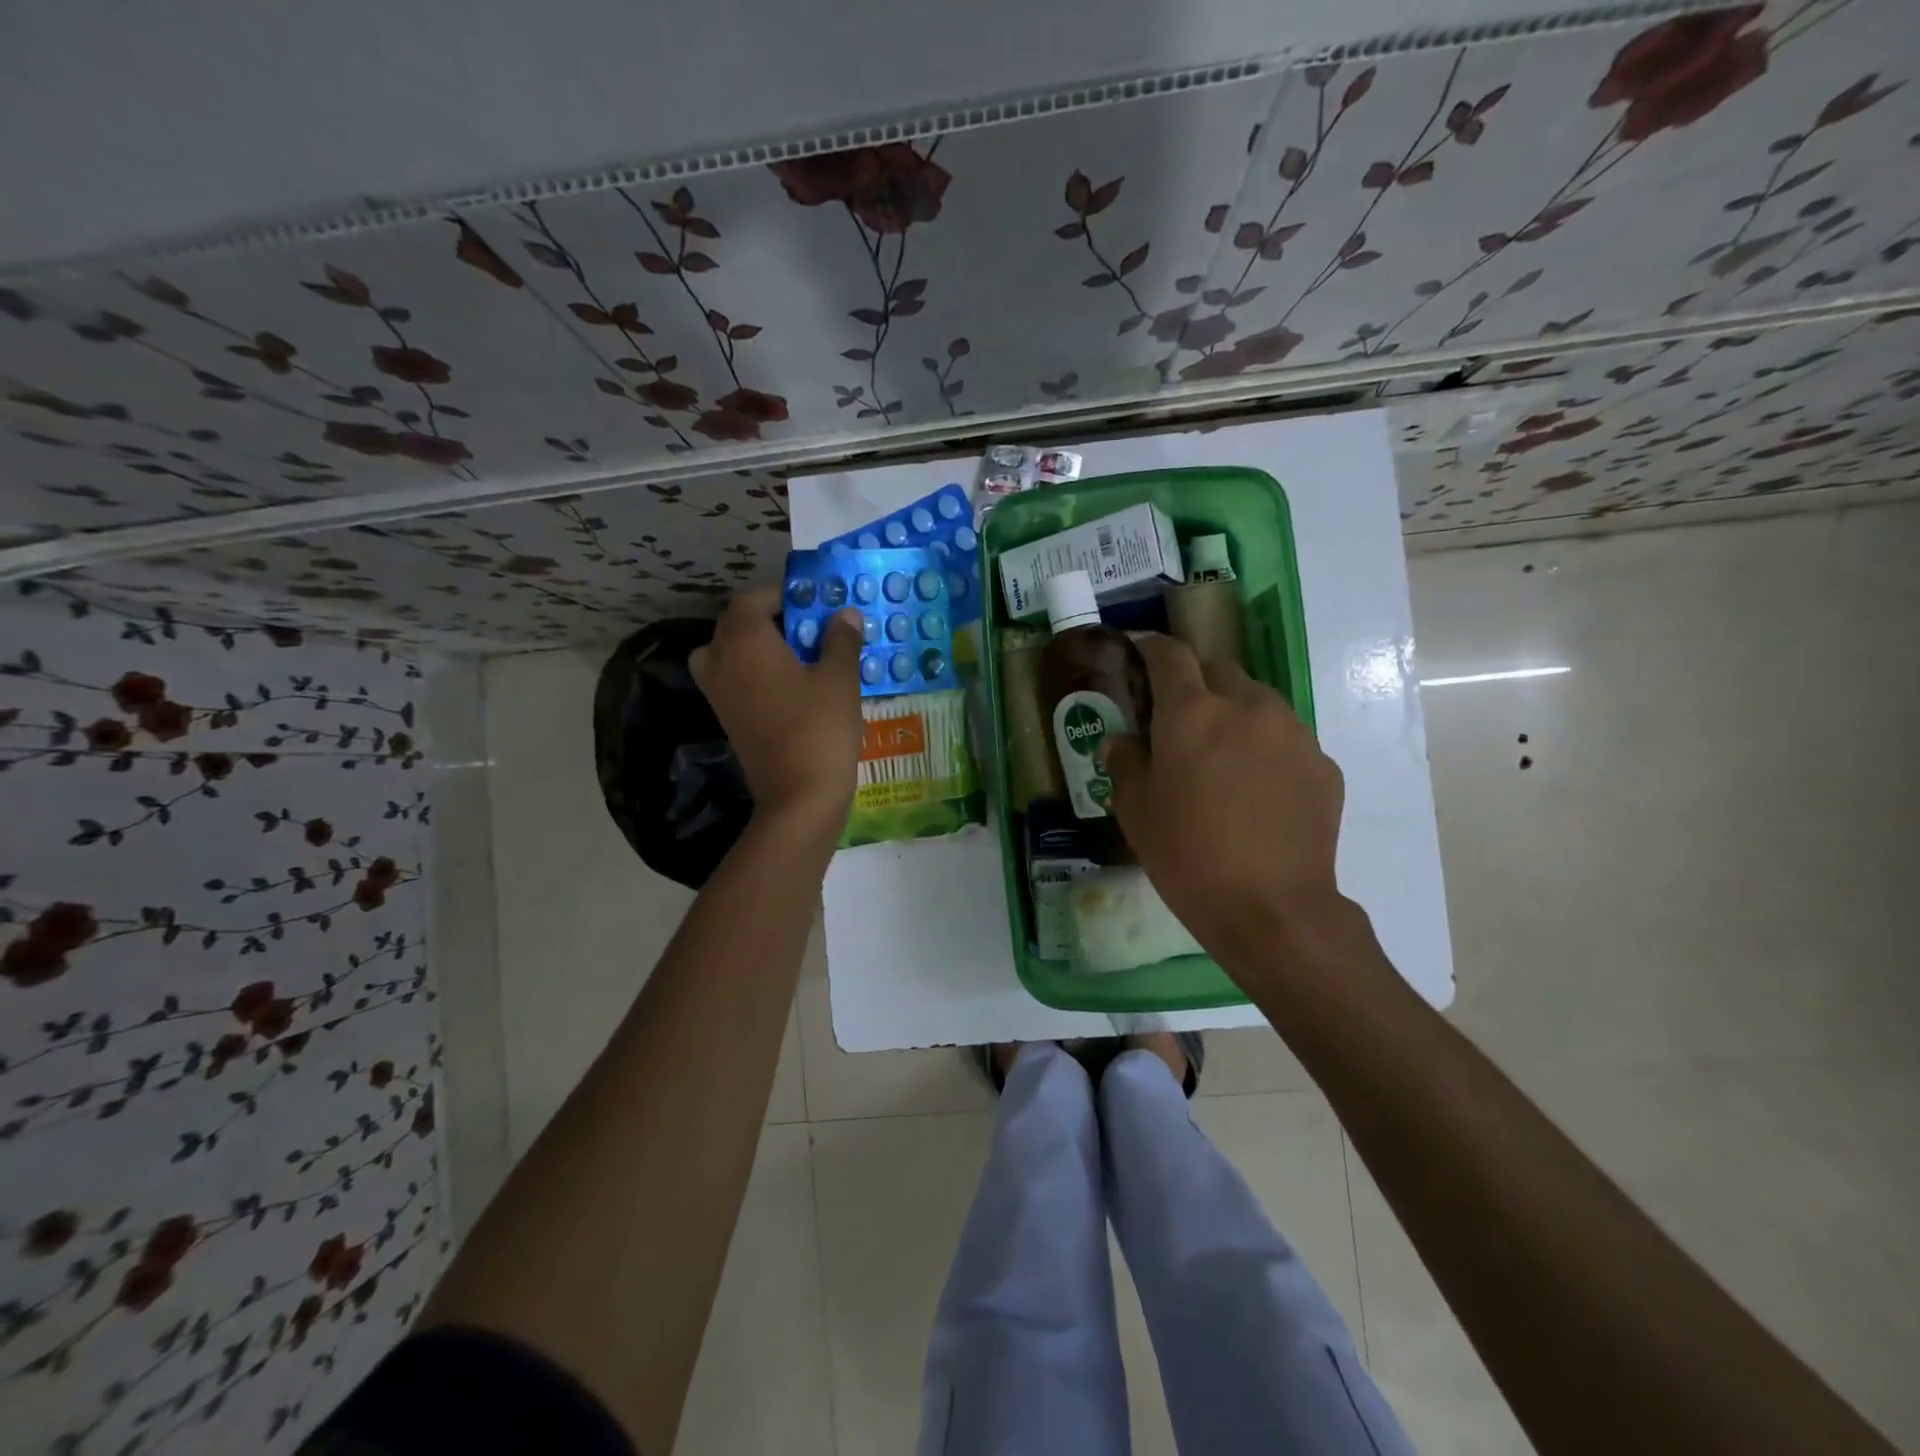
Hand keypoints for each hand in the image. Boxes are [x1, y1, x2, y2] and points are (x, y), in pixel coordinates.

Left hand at [690, 586, 863, 833]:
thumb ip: (841, 640)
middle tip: (809, 628)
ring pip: (728, 653)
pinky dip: (753, 674)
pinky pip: (733, 681)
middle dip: (770, 619)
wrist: (798, 796)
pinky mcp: (727, 719)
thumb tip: (845, 615)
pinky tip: (790, 686)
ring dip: (756, 647)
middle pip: (735, 624)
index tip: (814, 602)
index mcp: (745, 641)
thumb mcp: (840, 678)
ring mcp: (718, 693)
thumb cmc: (820, 728)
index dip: (782, 595)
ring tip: (794, 657)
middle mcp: (721, 661)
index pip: (752, 599)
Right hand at [1103, 635, 1345, 972]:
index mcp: (1192, 713)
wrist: (1272, 909)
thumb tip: (1122, 740)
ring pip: (1258, 700)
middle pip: (1219, 669)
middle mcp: (1247, 707)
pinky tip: (1258, 789)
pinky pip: (1287, 738)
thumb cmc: (1188, 856)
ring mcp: (1292, 733)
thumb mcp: (1136, 811)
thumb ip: (1125, 762)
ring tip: (1224, 755)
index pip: (1170, 655)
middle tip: (1180, 719)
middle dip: (1196, 682)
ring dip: (1235, 712)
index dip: (1152, 648)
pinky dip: (1266, 747)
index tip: (1141, 654)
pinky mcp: (1322, 764)